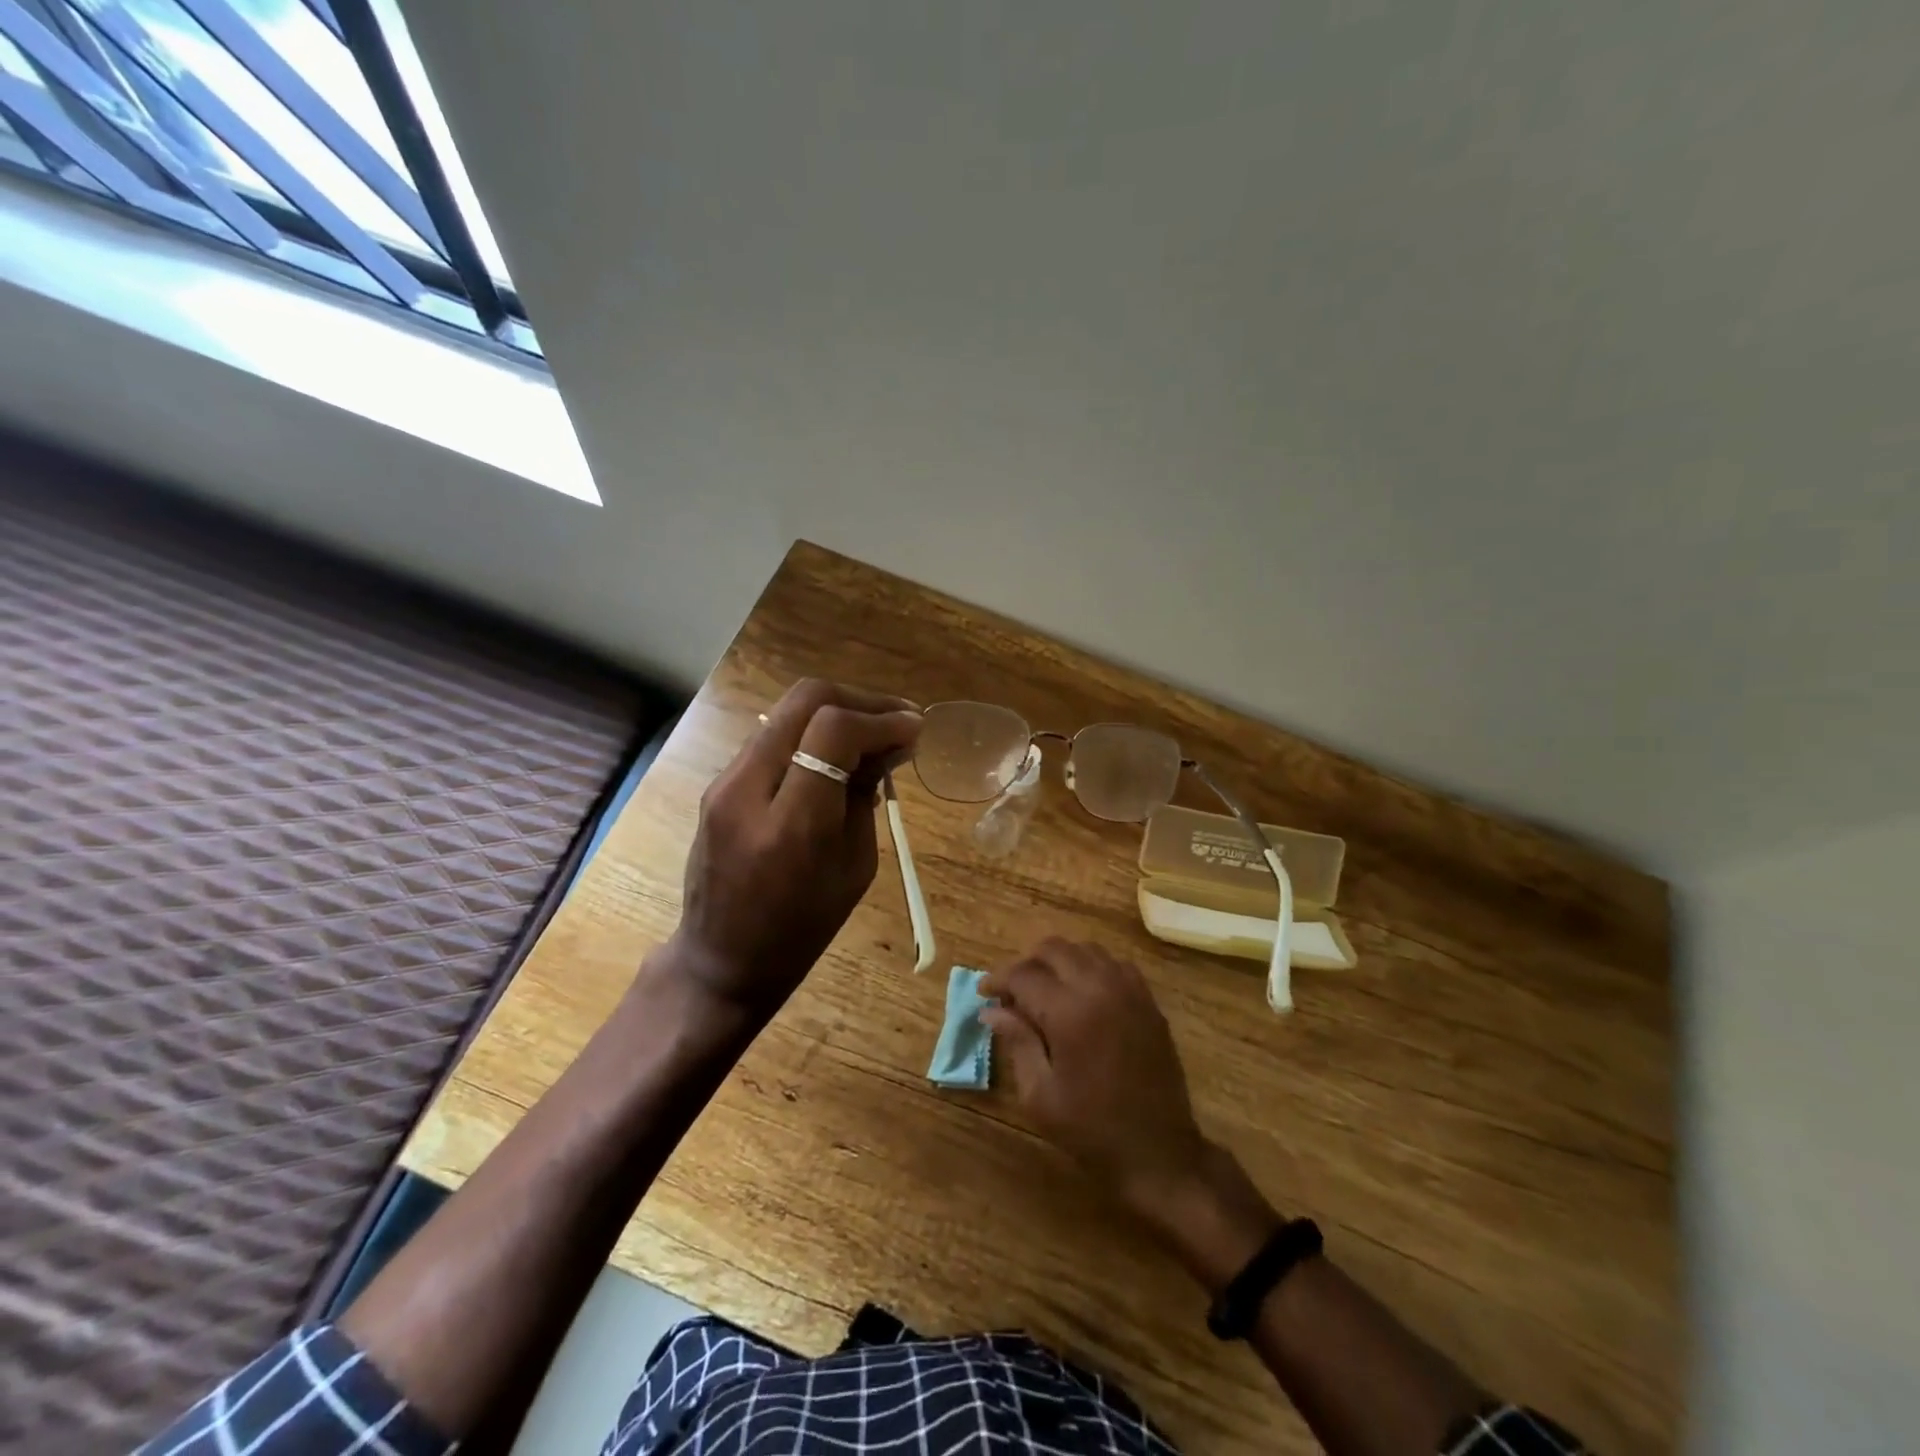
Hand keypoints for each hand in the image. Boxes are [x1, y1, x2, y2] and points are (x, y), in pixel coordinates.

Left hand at [670, 679, 920, 1017]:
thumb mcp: (854, 867)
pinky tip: (839, 756)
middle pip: (806, 700)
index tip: (915, 729)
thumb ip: (866, 797)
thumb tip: (890, 745)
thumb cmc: (801, 930)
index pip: (833, 730)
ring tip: (875, 735)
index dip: (881, 720)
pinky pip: (775, 738)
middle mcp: (747, 788)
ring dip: (837, 713)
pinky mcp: (719, 783)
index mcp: (790, 824)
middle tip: (899, 720)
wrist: (721, 959)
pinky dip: (813, 734)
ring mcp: (725, 781)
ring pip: (788, 712)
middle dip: (861, 701)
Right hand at [983, 937, 1282, 1285]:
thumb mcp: (1040, 1095)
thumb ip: (1017, 1042)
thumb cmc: (1091, 1129)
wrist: (1159, 1152)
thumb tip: (991, 1010)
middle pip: (1054, 948)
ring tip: (1044, 991)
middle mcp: (1099, 987)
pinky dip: (1090, 967)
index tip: (984, 993)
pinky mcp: (1148, 1000)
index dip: (998, 980)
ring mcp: (1128, 990)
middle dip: (1026, 963)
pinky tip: (1081, 994)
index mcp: (1069, 1012)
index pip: (1023, 974)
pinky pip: (1113, 963)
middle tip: (1012, 992)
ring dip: (1059, 961)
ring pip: (1085, 949)